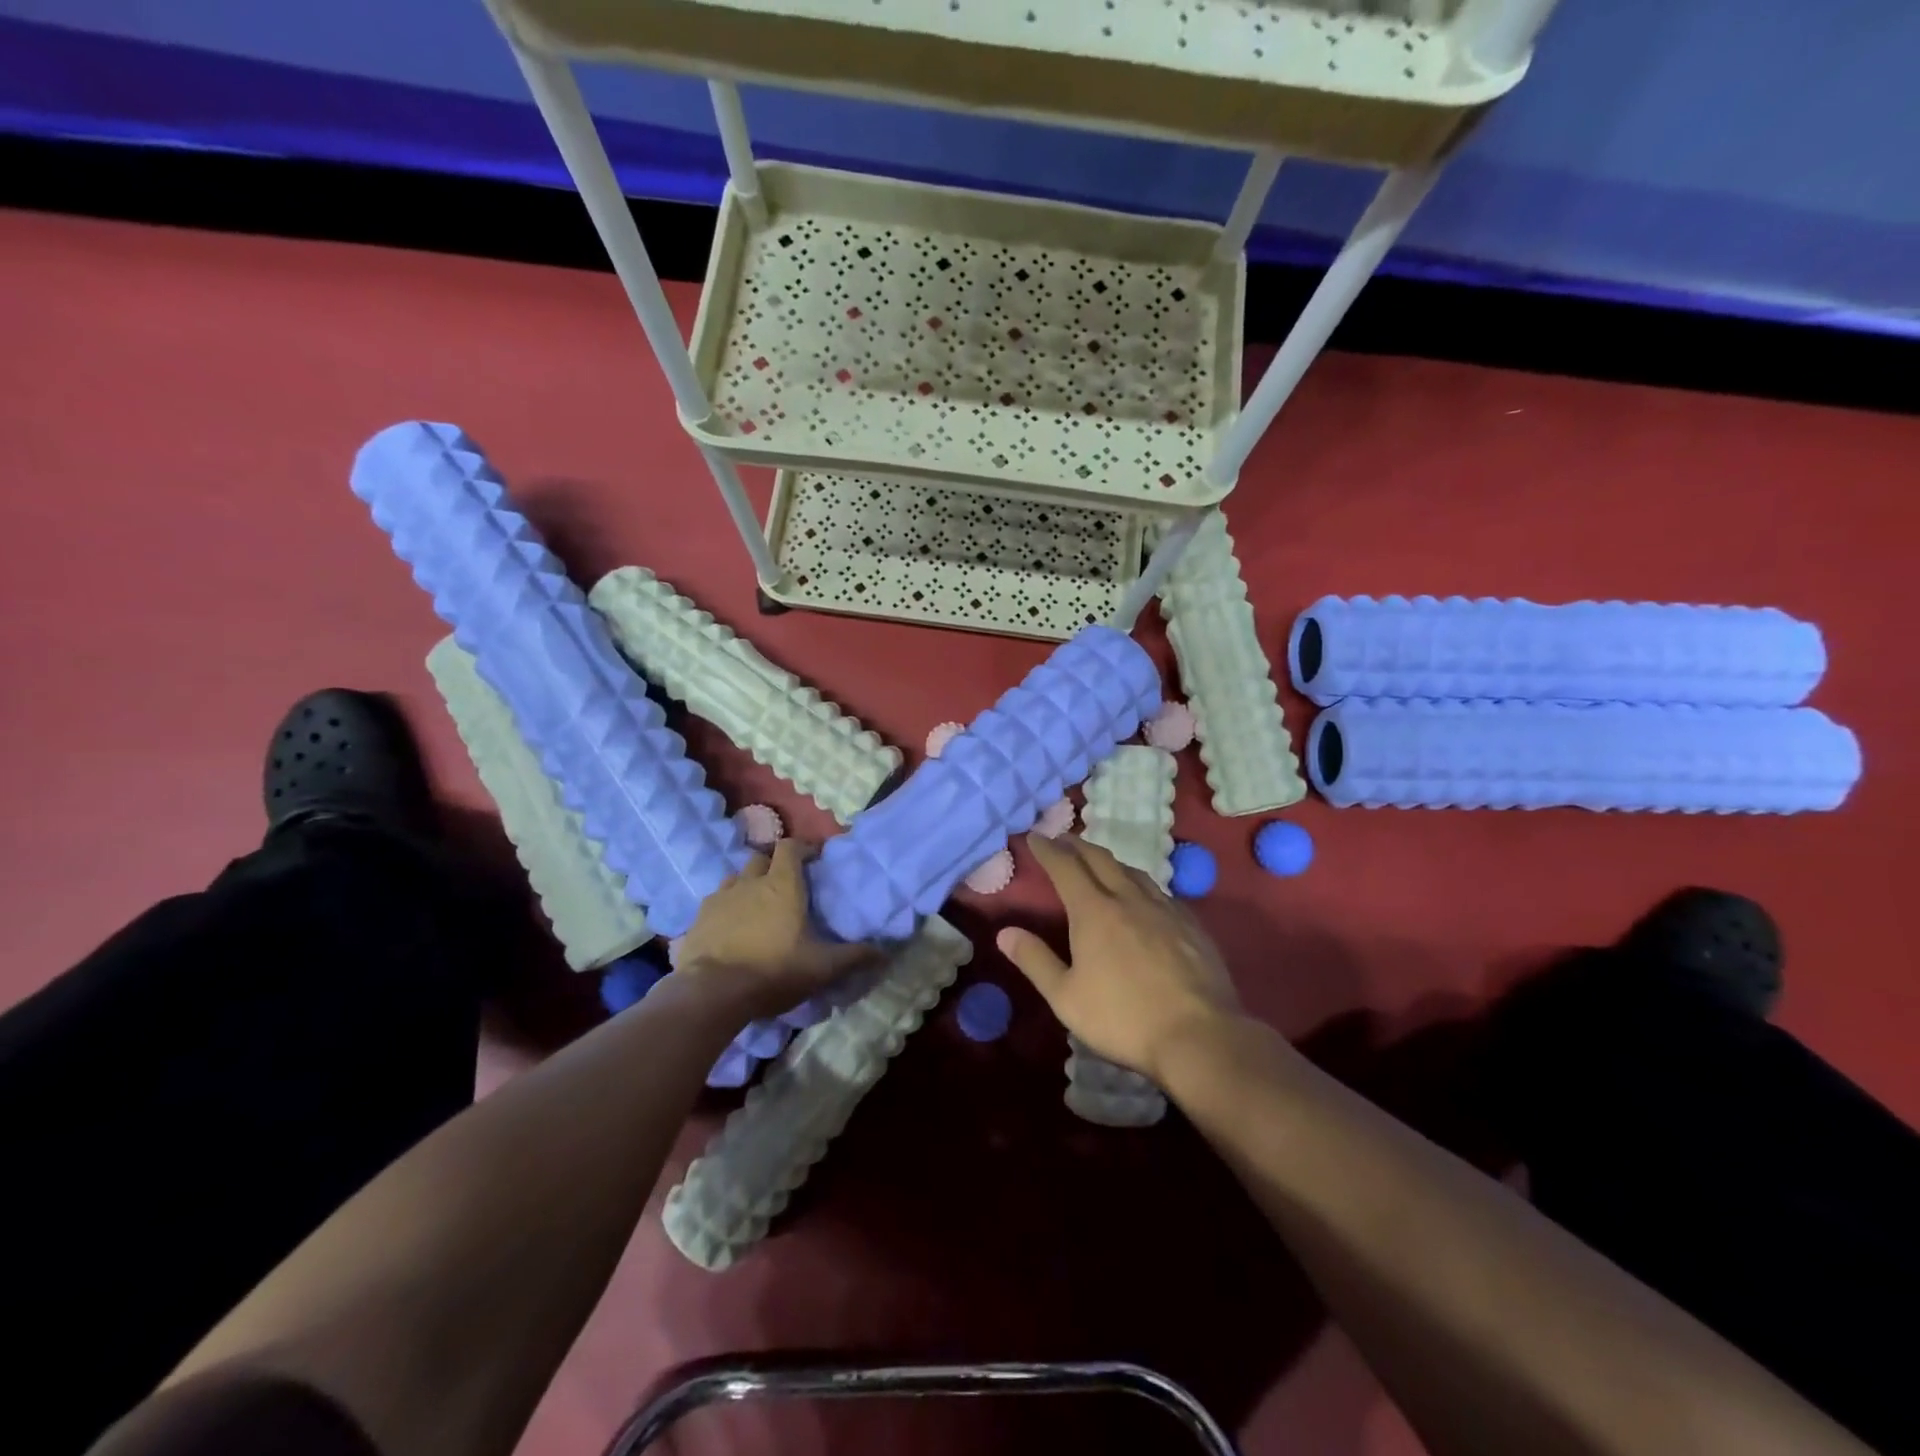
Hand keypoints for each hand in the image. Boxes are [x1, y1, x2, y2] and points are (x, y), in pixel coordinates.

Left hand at [675, 841, 876, 1020]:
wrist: (711, 993)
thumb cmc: (773, 970)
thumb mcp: (822, 967)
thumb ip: (854, 957)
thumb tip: (885, 953)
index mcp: (782, 884)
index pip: (790, 847)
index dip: (802, 848)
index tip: (813, 860)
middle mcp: (749, 882)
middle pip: (761, 858)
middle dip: (774, 866)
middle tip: (785, 886)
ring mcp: (719, 898)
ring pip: (735, 878)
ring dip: (747, 885)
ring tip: (756, 906)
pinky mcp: (698, 918)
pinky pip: (715, 902)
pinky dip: (725, 908)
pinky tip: (730, 928)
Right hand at [998, 834, 1242, 1081]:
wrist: (1199, 1035)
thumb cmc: (1123, 1018)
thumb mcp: (1066, 997)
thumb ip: (1035, 961)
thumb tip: (1005, 932)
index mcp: (1094, 911)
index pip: (1065, 867)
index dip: (1048, 849)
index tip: (1035, 836)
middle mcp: (1129, 898)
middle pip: (1100, 859)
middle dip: (1077, 845)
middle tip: (1063, 839)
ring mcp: (1165, 909)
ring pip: (1133, 871)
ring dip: (1111, 861)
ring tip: (1100, 862)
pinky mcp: (1191, 925)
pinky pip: (1160, 891)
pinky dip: (1141, 883)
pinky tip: (1144, 897)